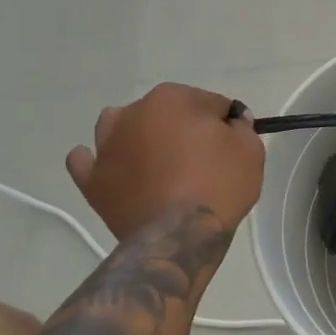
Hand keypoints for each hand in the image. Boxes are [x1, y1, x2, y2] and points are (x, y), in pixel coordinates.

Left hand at [65, 83, 264, 239]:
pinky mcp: (91, 180)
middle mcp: (133, 113)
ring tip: (156, 164)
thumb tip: (231, 122)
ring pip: (119, 127)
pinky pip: (85, 161)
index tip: (230, 145)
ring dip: (136, 136)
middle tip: (201, 160)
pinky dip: (97, 161)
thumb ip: (241, 127)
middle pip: (165, 112)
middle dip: (181, 129)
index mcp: (172, 98)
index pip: (208, 103)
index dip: (223, 124)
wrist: (179, 236)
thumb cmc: (219, 185)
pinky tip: (114, 170)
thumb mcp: (250, 150)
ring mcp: (107, 146)